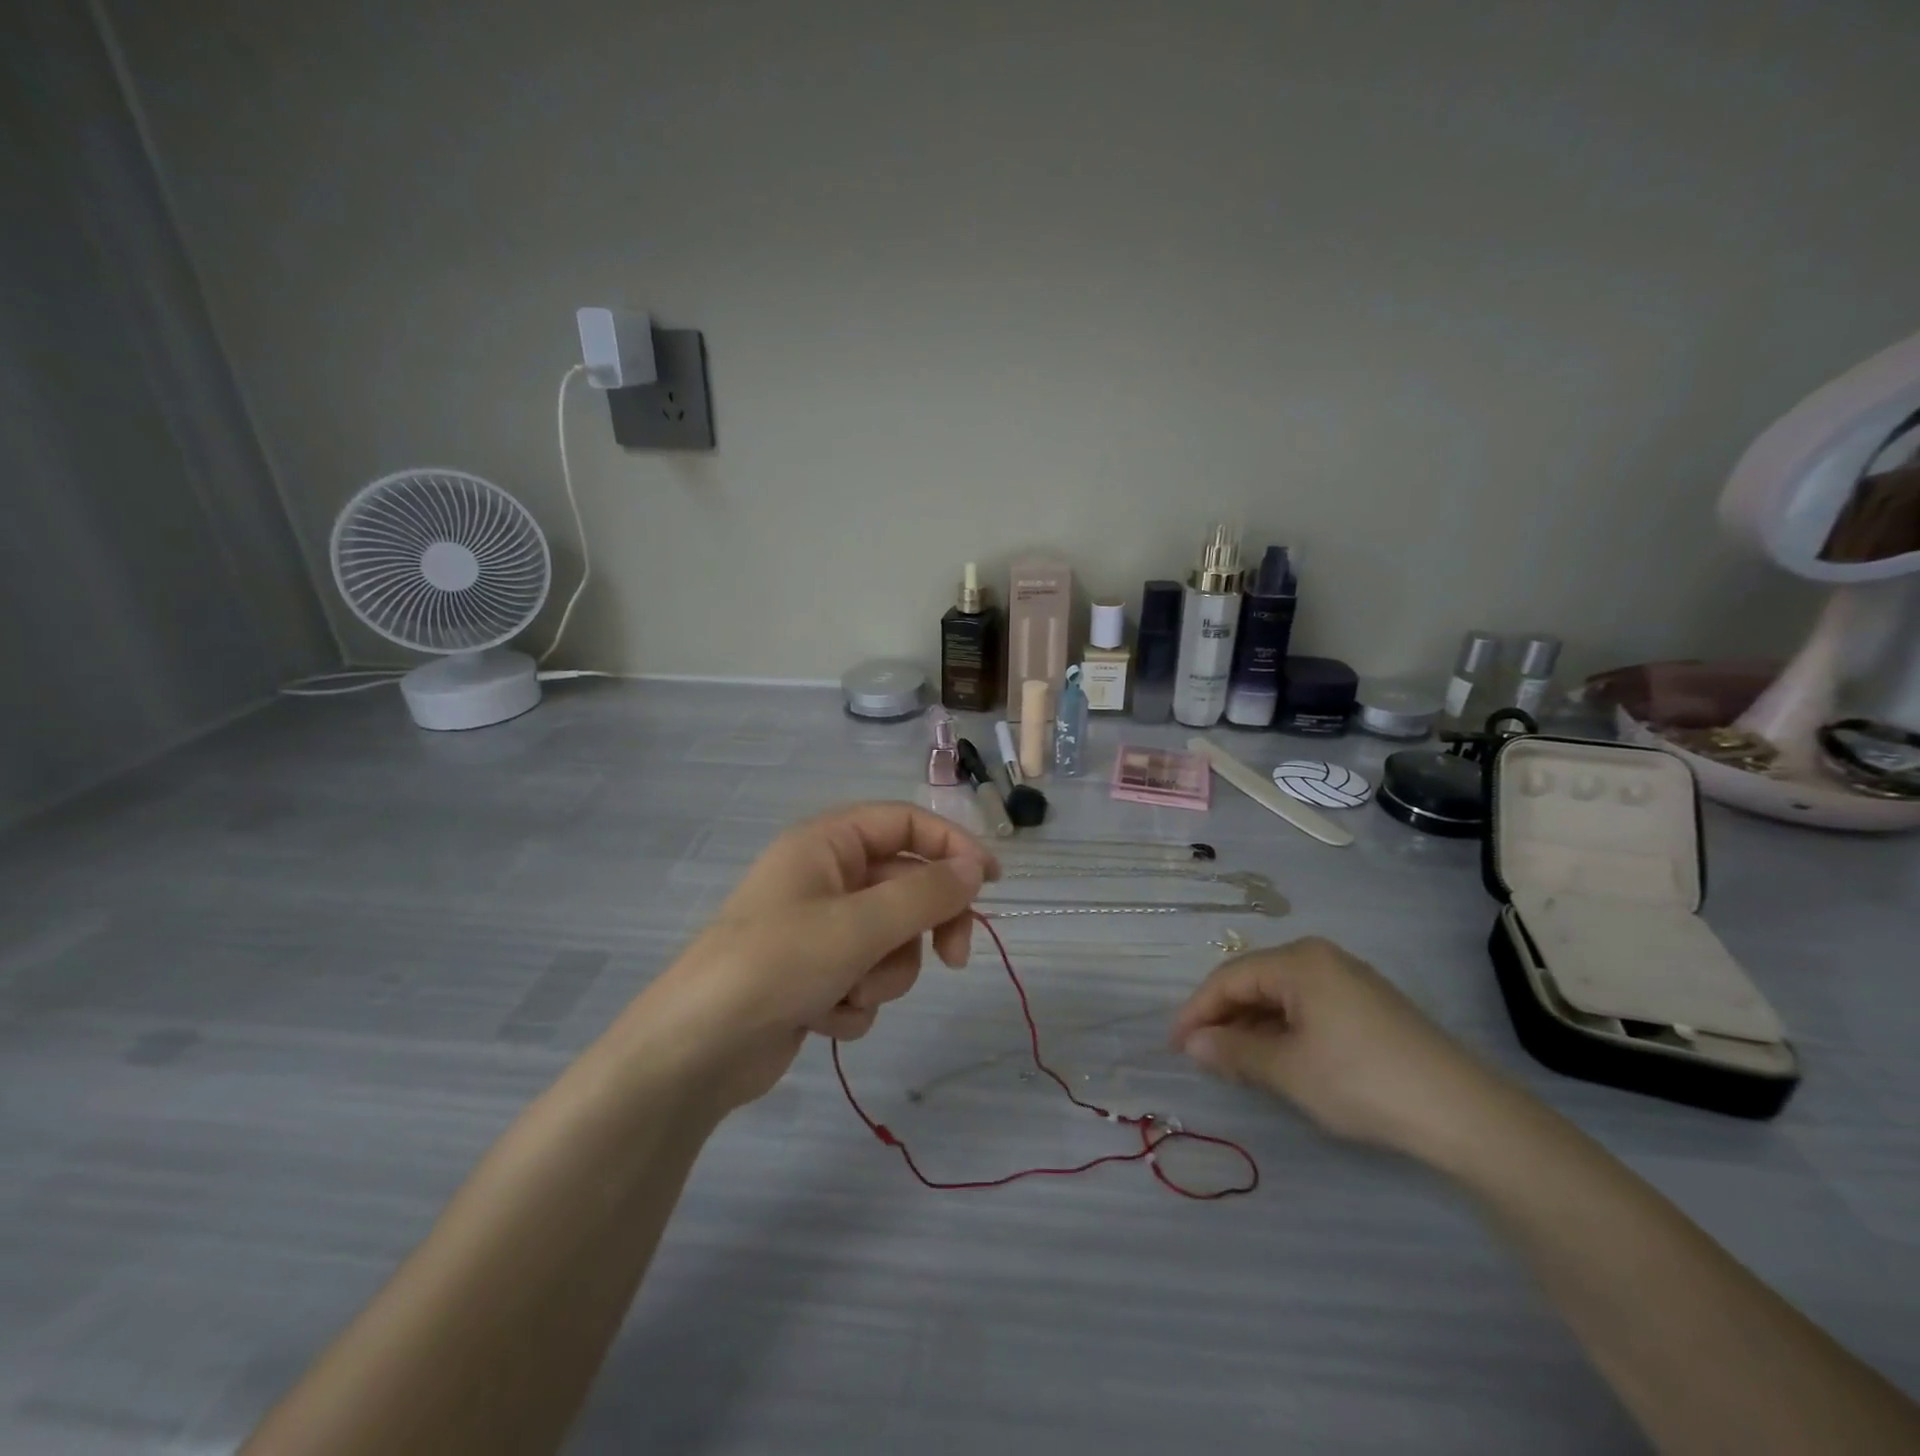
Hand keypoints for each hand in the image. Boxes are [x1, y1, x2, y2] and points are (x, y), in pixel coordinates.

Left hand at [623, 802, 998, 1113]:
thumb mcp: (858, 926)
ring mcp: (820, 929)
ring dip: (883, 974)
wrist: (695, 1053)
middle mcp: (825, 878)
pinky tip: (821, 1018)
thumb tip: (974, 870)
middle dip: (925, 927)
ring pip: (891, 941)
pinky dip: (854, 1002)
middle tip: (953, 959)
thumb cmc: (775, 965)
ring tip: (850, 994)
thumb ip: (925, 894)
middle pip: (906, 886)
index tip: (991, 882)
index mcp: (827, 843)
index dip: (952, 846)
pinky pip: (865, 978)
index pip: (906, 823)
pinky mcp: (815, 976)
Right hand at [1169, 937, 1507, 1162]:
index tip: (1175, 1045)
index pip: (1229, 977)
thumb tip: (1192, 1044)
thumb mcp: (1288, 1070)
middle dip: (1224, 1018)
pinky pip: (1308, 1008)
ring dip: (1252, 1027)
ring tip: (1233, 1063)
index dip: (1197, 1011)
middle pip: (1254, 981)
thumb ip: (1233, 1053)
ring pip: (1281, 997)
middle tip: (1201, 1056)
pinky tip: (1277, 1060)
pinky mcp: (1369, 1007)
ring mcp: (1349, 981)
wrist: (1465, 1115)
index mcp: (1298, 961)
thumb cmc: (1362, 1081)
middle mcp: (1321, 958)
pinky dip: (1283, 1031)